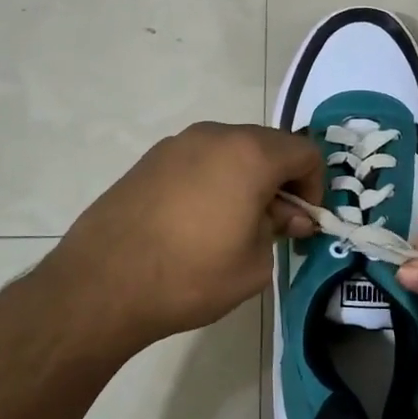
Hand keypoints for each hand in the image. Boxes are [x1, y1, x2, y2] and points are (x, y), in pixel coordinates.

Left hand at [40, 122, 323, 348]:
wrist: (102, 283)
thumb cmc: (190, 275)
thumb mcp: (254, 263)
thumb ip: (279, 229)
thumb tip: (286, 215)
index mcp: (250, 154)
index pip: (305, 152)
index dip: (315, 186)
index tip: (303, 221)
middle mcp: (215, 135)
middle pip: (268, 145)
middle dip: (281, 179)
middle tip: (275, 223)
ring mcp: (178, 143)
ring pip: (231, 150)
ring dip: (246, 178)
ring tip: (234, 223)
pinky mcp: (150, 159)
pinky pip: (199, 159)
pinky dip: (213, 179)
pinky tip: (197, 220)